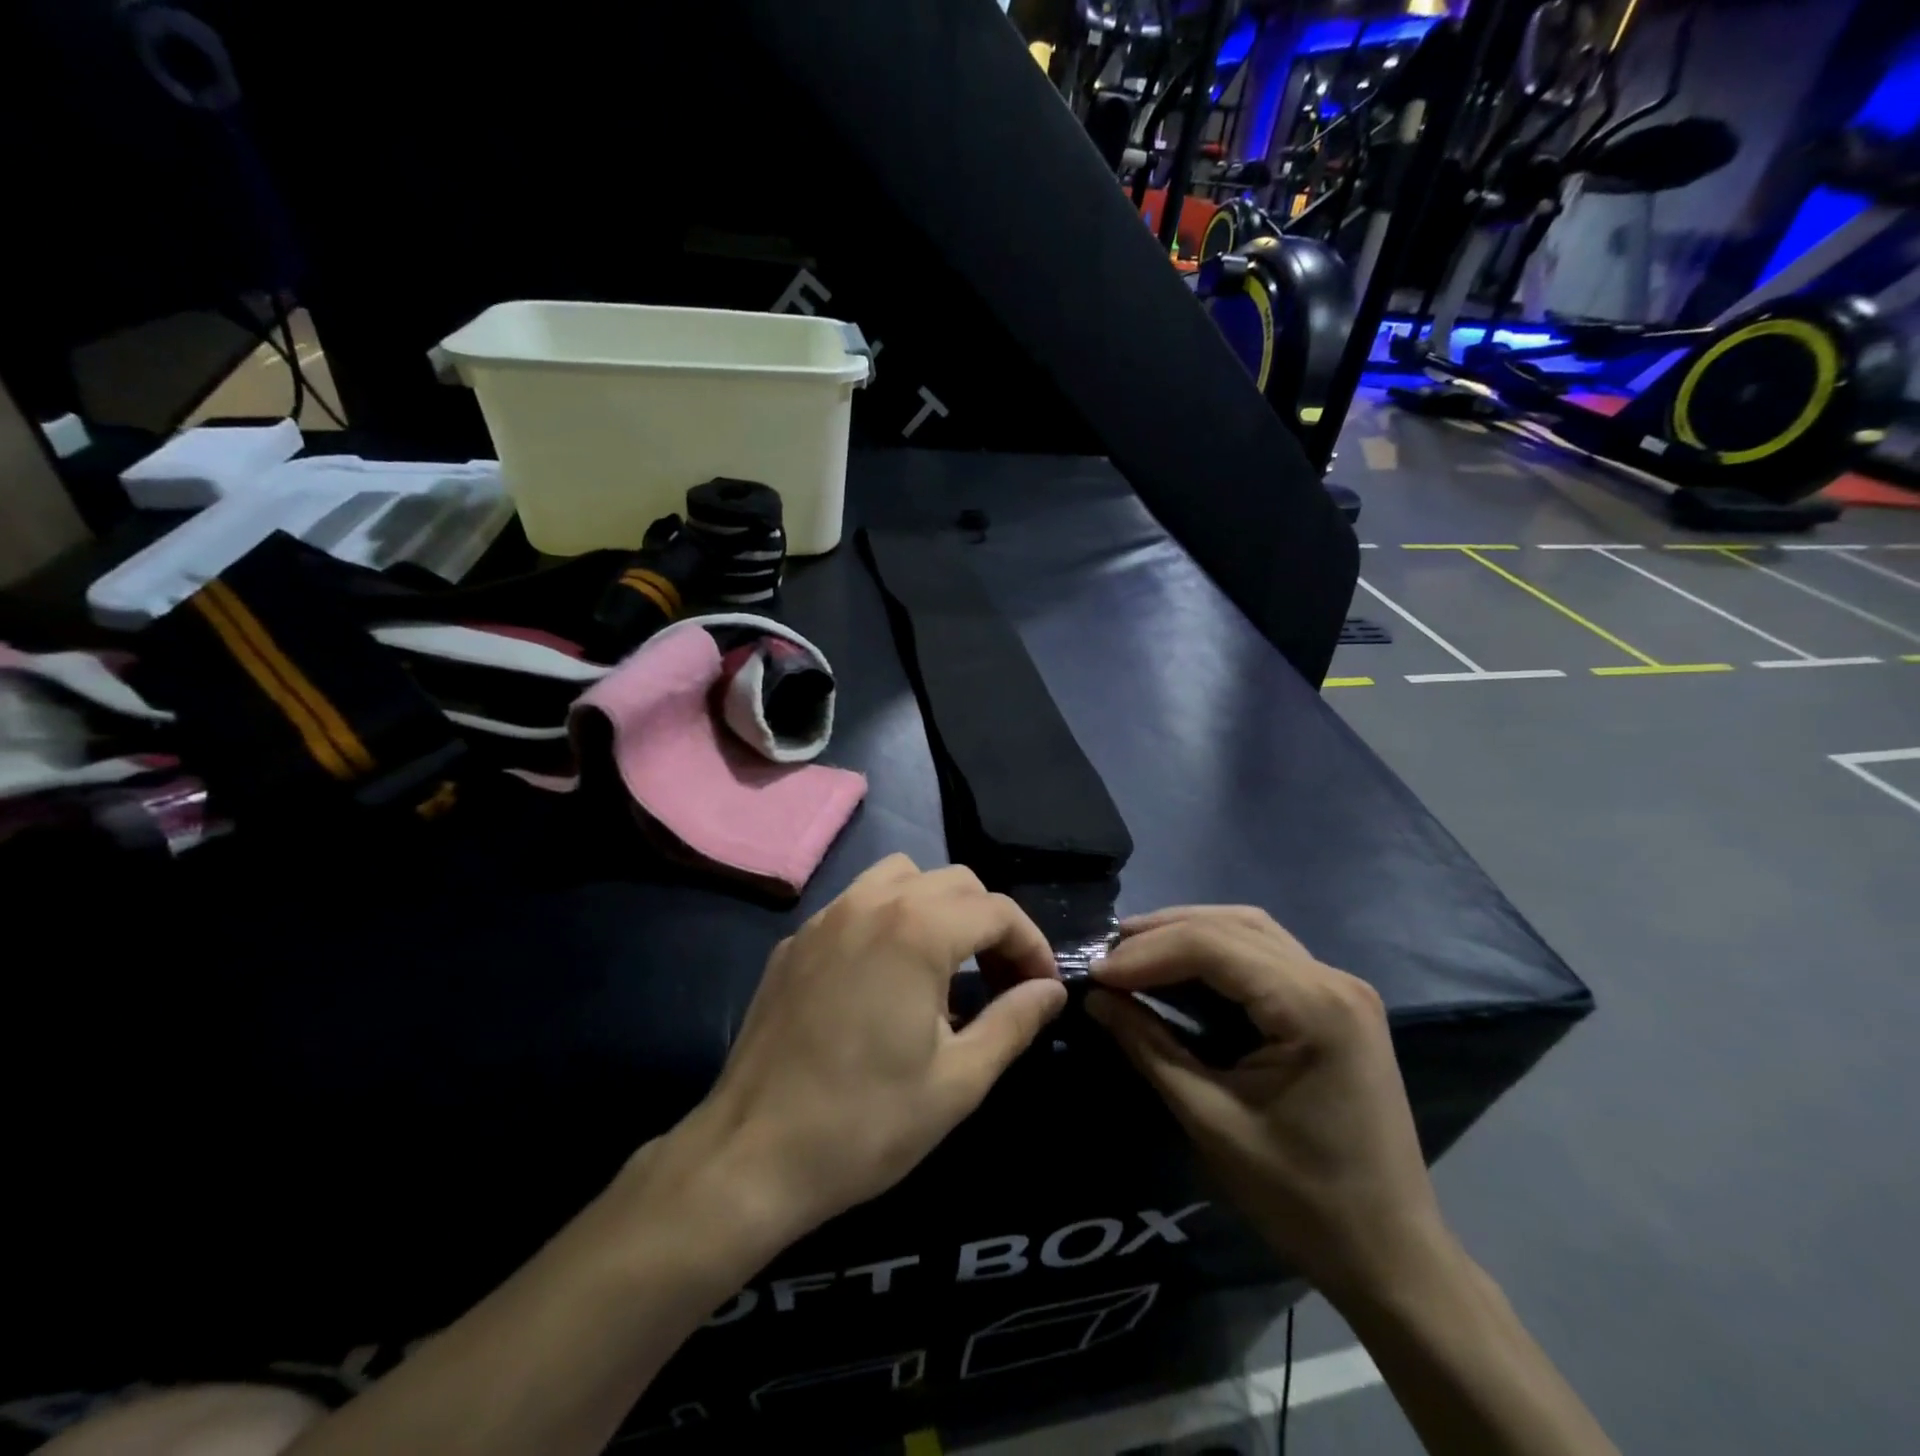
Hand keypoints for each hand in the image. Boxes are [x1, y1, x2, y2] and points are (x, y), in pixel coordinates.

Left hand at [689, 854, 1067, 1237]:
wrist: (751, 1156)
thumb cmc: (865, 1123)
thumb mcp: (958, 1081)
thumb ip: (1013, 1022)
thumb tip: (1051, 991)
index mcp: (916, 930)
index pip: (997, 911)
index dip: (1031, 945)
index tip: (1040, 989)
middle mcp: (871, 903)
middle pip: (954, 882)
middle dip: (990, 923)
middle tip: (1001, 980)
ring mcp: (826, 917)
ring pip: (901, 877)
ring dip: (938, 906)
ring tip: (946, 964)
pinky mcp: (795, 941)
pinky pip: (856, 903)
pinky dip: (888, 918)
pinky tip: (884, 975)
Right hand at [1087, 906, 1446, 1302]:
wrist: (1391, 1256)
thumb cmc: (1301, 1198)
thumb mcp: (1210, 1120)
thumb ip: (1149, 1047)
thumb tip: (1095, 998)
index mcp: (1312, 1005)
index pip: (1211, 946)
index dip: (1146, 953)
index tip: (1095, 974)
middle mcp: (1333, 979)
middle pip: (1232, 926)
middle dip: (1162, 934)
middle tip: (1108, 954)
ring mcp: (1341, 988)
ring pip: (1250, 930)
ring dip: (1189, 933)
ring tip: (1134, 950)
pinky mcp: (1337, 1003)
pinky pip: (1267, 955)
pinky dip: (1218, 951)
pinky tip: (1182, 965)